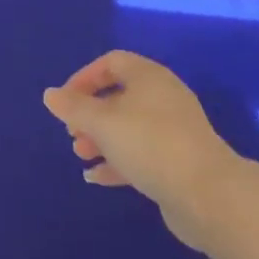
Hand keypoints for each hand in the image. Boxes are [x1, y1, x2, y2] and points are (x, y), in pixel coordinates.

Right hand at [43, 50, 243, 250]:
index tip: (65, 100)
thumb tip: (50, 94)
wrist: (208, 195)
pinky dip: (117, 162)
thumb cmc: (150, 144)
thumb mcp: (102, 122)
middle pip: (119, 96)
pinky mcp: (179, 162)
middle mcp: (163, 97)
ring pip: (129, 127)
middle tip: (71, 132)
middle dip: (90, 113)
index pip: (111, 62)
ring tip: (80, 155)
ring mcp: (174, 131)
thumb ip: (73, 107)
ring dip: (101, 139)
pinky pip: (141, 154)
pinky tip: (96, 178)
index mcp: (149, 77)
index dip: (84, 77)